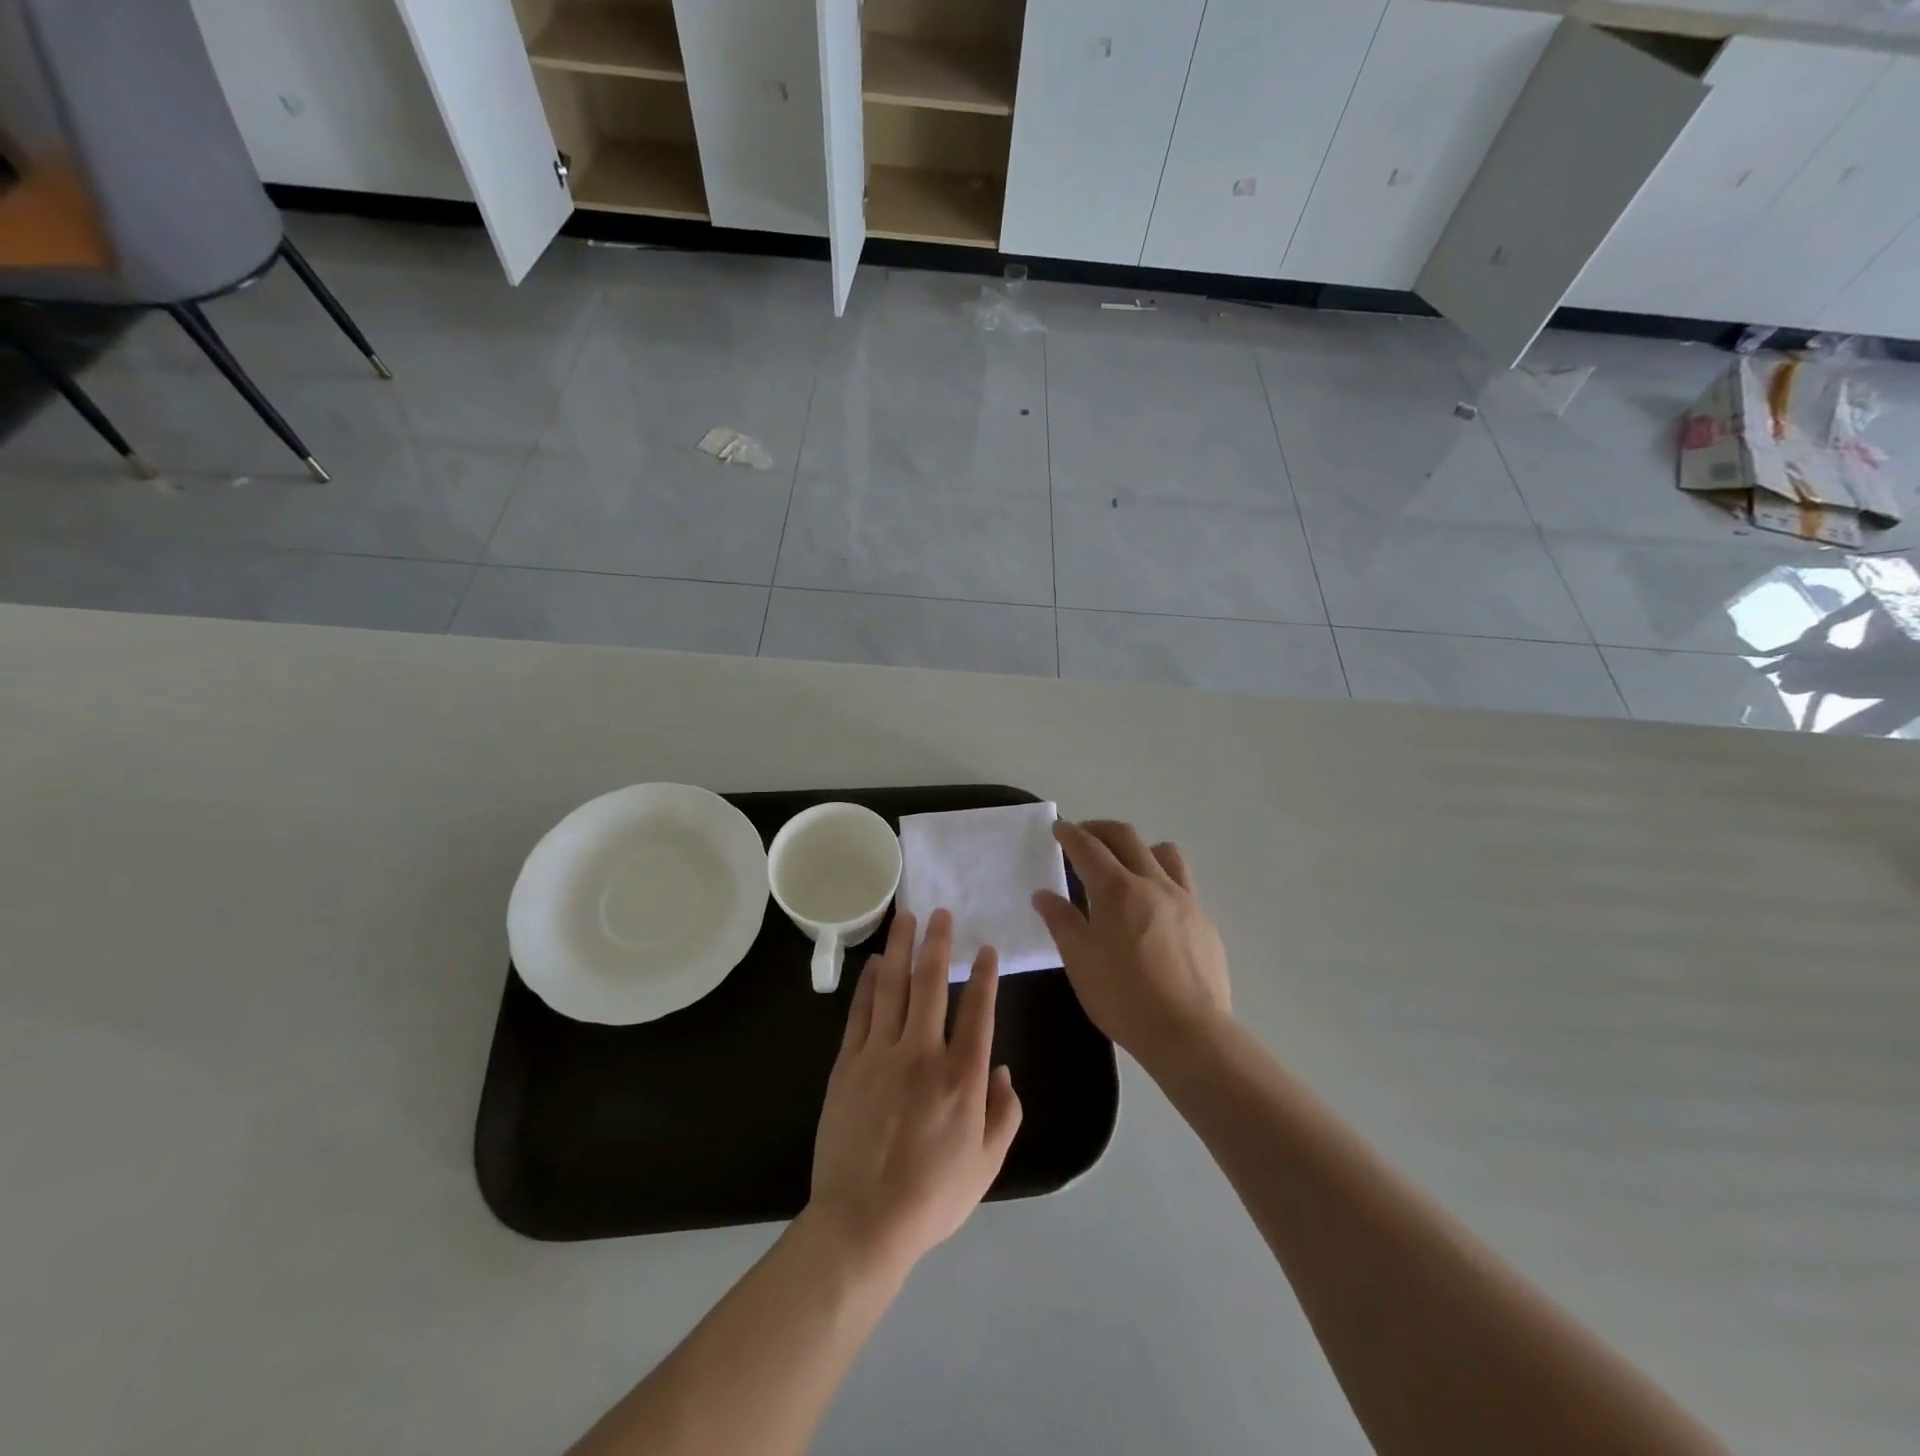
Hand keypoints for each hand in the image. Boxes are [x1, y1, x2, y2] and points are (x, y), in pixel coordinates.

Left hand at [808, 909, 1022, 1276]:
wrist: (863, 1222)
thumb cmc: (932, 1197)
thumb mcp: (987, 1164)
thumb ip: (1004, 1113)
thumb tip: (1002, 1070)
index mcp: (962, 1077)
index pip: (978, 1011)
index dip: (984, 975)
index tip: (985, 949)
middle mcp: (923, 1054)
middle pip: (931, 984)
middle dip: (937, 943)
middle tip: (939, 912)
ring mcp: (880, 1054)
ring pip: (892, 987)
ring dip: (900, 949)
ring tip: (905, 918)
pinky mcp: (848, 1064)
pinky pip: (861, 1013)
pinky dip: (868, 985)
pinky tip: (873, 965)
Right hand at [1032, 819, 1231, 1071]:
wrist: (1189, 1033)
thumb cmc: (1123, 997)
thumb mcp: (1079, 961)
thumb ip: (1061, 921)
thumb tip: (1044, 894)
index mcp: (1116, 889)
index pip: (1088, 847)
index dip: (1070, 833)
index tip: (1059, 828)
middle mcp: (1152, 883)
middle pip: (1126, 837)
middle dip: (1100, 829)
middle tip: (1083, 835)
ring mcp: (1184, 899)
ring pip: (1163, 852)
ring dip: (1138, 847)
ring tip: (1125, 864)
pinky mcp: (1204, 921)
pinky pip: (1182, 883)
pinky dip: (1162, 878)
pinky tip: (1154, 908)